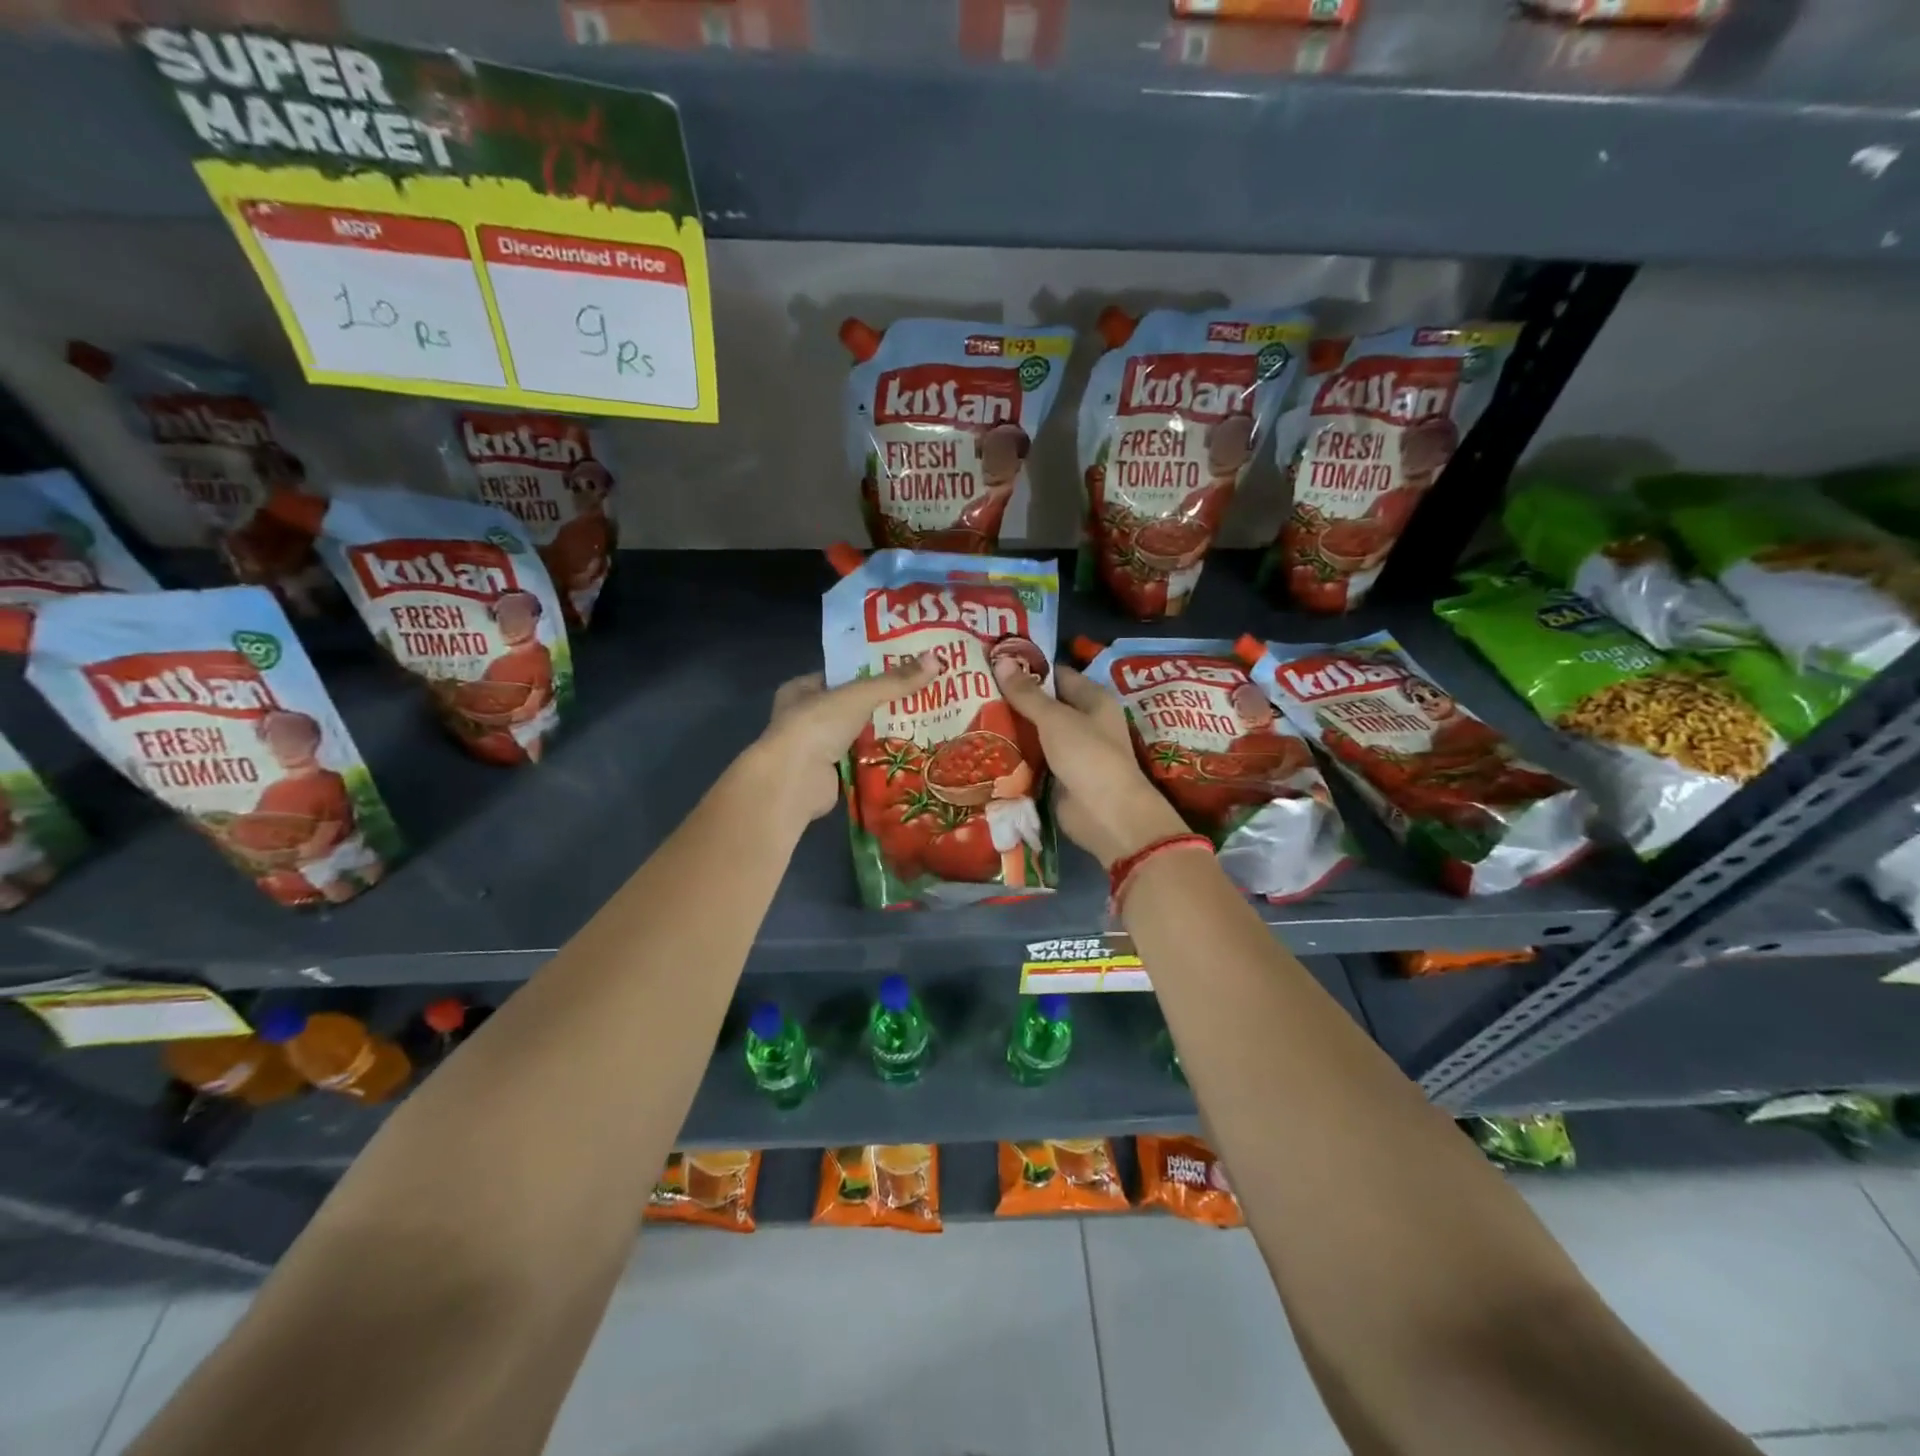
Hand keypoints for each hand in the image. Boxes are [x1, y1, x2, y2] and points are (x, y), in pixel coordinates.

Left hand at [750, 658, 935, 830]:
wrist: (793, 780)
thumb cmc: (817, 726)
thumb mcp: (859, 695)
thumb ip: (895, 681)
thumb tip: (937, 659)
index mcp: (802, 689)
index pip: (841, 675)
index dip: (871, 671)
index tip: (905, 670)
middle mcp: (805, 717)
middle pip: (853, 706)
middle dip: (883, 705)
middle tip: (922, 697)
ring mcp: (816, 749)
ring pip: (858, 735)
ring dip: (884, 733)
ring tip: (924, 723)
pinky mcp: (830, 776)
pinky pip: (861, 761)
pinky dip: (880, 759)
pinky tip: (910, 753)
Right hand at [992, 657, 1188, 868]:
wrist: (1106, 815)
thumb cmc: (1088, 756)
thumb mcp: (1055, 719)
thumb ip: (1027, 693)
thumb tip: (1001, 660)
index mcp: (1093, 699)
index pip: (1056, 675)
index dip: (1028, 668)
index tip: (993, 664)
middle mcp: (1084, 722)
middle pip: (1043, 705)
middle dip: (1013, 700)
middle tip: (974, 690)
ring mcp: (1071, 751)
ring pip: (1035, 733)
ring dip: (1010, 728)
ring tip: (970, 715)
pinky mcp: (1057, 776)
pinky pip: (1032, 759)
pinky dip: (1013, 755)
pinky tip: (984, 747)